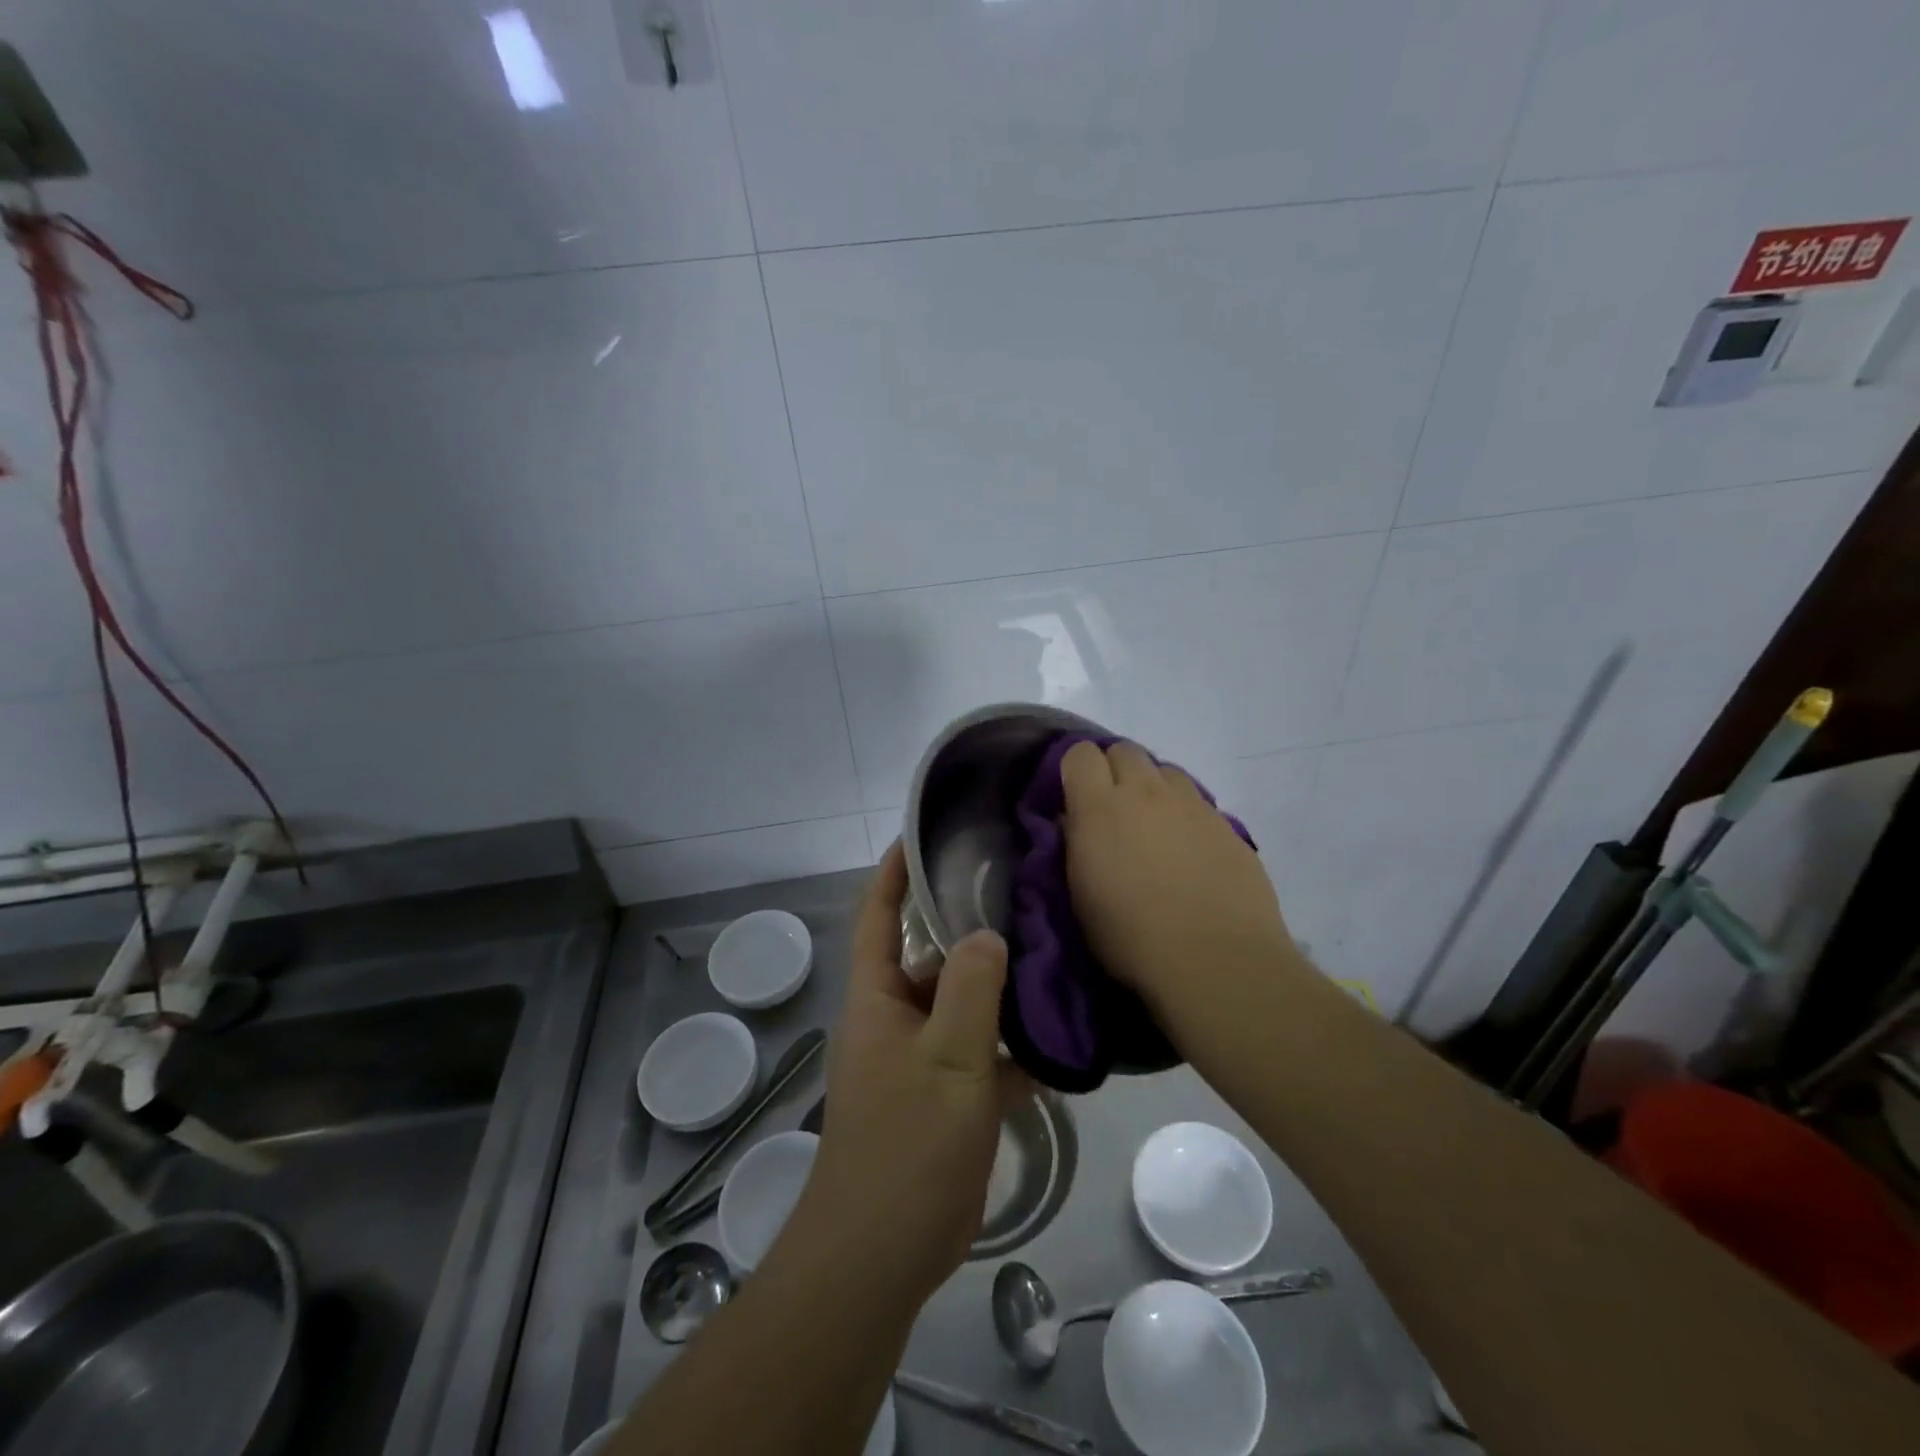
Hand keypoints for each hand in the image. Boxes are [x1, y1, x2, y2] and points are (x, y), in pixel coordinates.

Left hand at [803, 842, 1028, 1303]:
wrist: (880, 1255)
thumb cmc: (905, 1146)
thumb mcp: (947, 1060)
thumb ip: (969, 990)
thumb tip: (987, 933)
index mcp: (878, 996)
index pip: (879, 913)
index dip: (896, 870)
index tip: (928, 833)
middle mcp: (894, 1017)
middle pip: (931, 955)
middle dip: (969, 926)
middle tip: (1023, 893)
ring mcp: (920, 1058)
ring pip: (962, 1005)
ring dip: (999, 987)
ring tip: (1053, 953)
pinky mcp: (945, 1097)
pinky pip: (981, 1054)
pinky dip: (1012, 1046)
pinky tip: (1061, 1037)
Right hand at [1060, 739, 1302, 1024]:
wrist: (1216, 961)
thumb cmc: (1132, 937)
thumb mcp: (1081, 895)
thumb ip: (1076, 845)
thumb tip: (1076, 821)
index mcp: (1100, 807)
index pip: (1080, 754)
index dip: (1075, 770)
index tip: (1073, 798)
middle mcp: (1146, 792)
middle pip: (1125, 751)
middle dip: (1114, 771)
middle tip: (1112, 810)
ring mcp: (1192, 805)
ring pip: (1166, 771)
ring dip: (1153, 788)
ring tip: (1153, 826)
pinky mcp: (1227, 825)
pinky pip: (1198, 802)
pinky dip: (1185, 815)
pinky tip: (1189, 851)